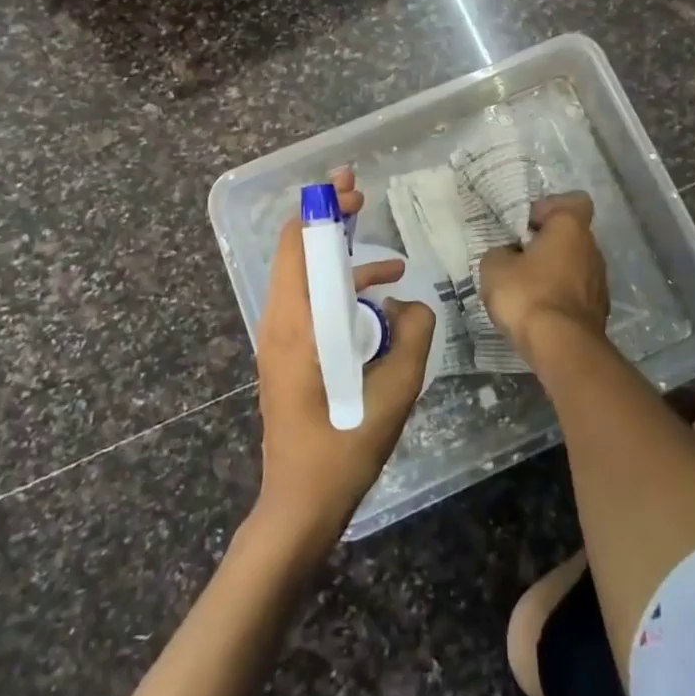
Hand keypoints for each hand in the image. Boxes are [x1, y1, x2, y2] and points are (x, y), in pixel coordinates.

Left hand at [252, 168, 435, 548]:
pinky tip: (381, 311)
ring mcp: (280, 338)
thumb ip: (414, 335)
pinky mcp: (288, 354)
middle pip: (297, 251)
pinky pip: (313, 306)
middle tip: (362, 202)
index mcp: (297, 323)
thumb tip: (410, 303)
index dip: (322, 210)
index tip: (351, 190)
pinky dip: (342, 295)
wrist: (299, 505)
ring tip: (393, 267)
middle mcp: (280, 322)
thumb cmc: (343, 448)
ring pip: (307, 279)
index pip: (297, 244)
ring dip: (343, 263)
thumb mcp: (394, 391)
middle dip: (329, 223)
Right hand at [477, 192, 608, 361]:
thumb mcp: (494, 267)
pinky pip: (576, 292)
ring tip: (525, 289)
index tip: (526, 226)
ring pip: (574, 265)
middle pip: (570, 235)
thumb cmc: (527, 295)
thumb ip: (499, 253)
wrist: (562, 348)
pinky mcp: (600, 311)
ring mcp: (600, 281)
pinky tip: (539, 312)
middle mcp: (593, 248)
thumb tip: (507, 255)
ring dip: (553, 272)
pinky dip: (560, 297)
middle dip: (546, 243)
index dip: (549, 208)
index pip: (573, 201)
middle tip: (518, 258)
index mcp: (571, 228)